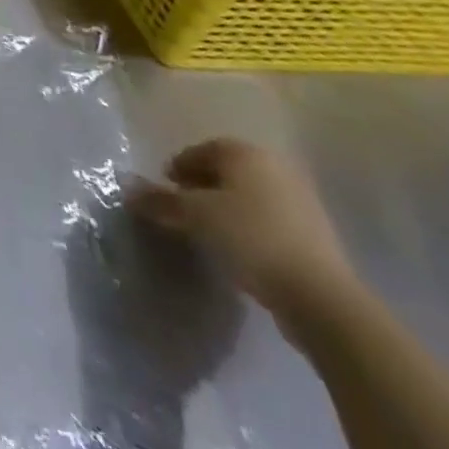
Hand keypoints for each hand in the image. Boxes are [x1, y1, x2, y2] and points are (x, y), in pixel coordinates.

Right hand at [131, 138, 360, 330]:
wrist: (321, 298)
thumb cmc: (249, 238)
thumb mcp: (192, 215)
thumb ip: (158, 199)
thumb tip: (127, 188)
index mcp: (245, 154)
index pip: (199, 150)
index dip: (177, 168)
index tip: (164, 191)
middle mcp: (275, 169)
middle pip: (225, 172)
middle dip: (200, 188)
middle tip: (181, 211)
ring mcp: (301, 202)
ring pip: (247, 198)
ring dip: (225, 210)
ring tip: (207, 234)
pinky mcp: (315, 236)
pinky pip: (268, 221)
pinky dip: (248, 229)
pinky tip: (238, 251)